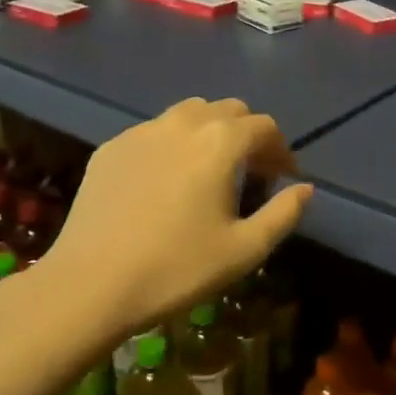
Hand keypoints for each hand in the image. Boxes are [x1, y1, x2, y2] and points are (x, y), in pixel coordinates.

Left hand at [34, 98, 313, 340]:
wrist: (90, 284)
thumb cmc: (177, 269)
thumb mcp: (245, 250)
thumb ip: (284, 213)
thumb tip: (305, 188)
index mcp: (220, 142)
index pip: (264, 127)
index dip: (281, 150)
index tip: (283, 178)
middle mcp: (183, 123)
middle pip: (229, 110)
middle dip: (248, 135)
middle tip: (251, 173)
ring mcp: (141, 131)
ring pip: (189, 113)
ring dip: (210, 131)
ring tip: (209, 170)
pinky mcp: (111, 147)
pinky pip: (154, 131)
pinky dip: (173, 144)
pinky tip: (165, 182)